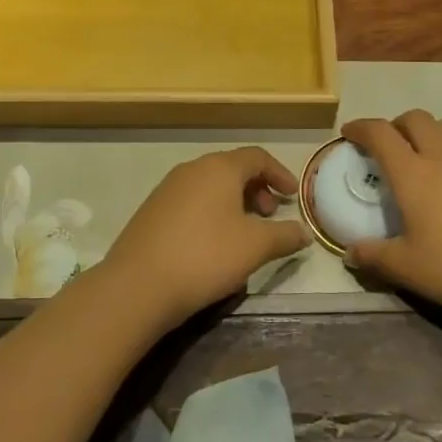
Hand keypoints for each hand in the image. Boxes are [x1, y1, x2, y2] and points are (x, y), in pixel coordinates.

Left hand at [100, 148, 307, 327]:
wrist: (138, 285)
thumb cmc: (205, 256)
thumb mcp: (255, 247)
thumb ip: (285, 236)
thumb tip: (303, 232)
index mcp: (219, 168)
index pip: (257, 156)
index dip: (280, 173)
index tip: (292, 196)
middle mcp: (192, 169)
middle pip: (232, 168)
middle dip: (257, 188)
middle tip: (270, 215)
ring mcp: (167, 188)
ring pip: (210, 185)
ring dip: (234, 202)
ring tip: (244, 233)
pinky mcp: (152, 210)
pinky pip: (191, 201)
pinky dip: (211, 212)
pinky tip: (213, 244)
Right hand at [342, 111, 441, 323]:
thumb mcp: (408, 269)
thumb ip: (374, 257)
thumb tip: (350, 253)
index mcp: (412, 174)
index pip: (379, 134)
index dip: (361, 128)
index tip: (351, 133)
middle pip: (415, 120)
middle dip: (397, 126)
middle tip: (391, 145)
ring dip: (433, 130)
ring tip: (430, 148)